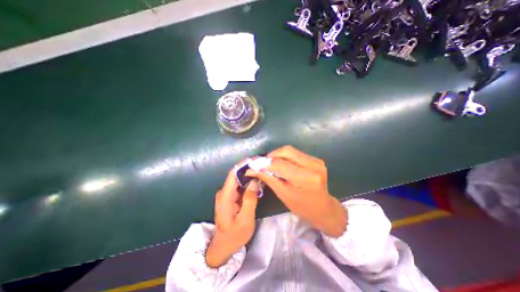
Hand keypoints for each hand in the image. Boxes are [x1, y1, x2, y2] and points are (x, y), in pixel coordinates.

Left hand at [205, 166, 257, 266]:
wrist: (223, 247)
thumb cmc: (234, 236)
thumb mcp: (245, 220)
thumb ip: (250, 199)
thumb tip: (254, 181)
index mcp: (225, 196)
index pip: (233, 174)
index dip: (243, 165)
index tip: (255, 160)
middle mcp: (224, 192)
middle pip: (236, 175)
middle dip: (248, 168)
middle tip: (262, 165)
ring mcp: (227, 195)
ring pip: (238, 180)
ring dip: (249, 175)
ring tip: (261, 170)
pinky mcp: (230, 197)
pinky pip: (239, 186)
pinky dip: (248, 182)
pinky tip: (257, 181)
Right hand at [246, 144, 346, 237]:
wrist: (323, 209)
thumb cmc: (302, 207)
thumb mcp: (283, 194)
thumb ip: (268, 178)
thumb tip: (252, 169)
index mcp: (305, 178)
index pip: (280, 163)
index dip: (265, 163)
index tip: (254, 164)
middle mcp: (313, 165)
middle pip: (286, 151)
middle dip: (272, 155)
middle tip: (263, 163)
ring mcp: (316, 161)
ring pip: (291, 150)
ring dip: (278, 155)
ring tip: (271, 164)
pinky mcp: (316, 159)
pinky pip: (296, 153)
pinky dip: (286, 157)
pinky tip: (282, 164)